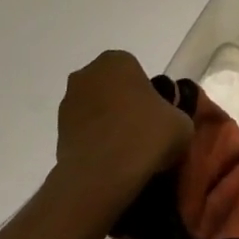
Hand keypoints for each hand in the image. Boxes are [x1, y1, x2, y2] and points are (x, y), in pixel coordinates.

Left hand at [55, 51, 191, 210]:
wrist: (100, 177)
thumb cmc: (145, 137)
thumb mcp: (182, 123)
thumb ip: (177, 114)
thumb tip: (169, 121)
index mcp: (117, 61)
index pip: (137, 72)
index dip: (150, 95)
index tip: (158, 117)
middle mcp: (87, 74)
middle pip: (114, 88)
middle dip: (126, 106)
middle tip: (145, 133)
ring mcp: (68, 103)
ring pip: (97, 110)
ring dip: (109, 124)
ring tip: (127, 152)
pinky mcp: (57, 132)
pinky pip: (85, 131)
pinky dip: (96, 142)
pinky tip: (111, 161)